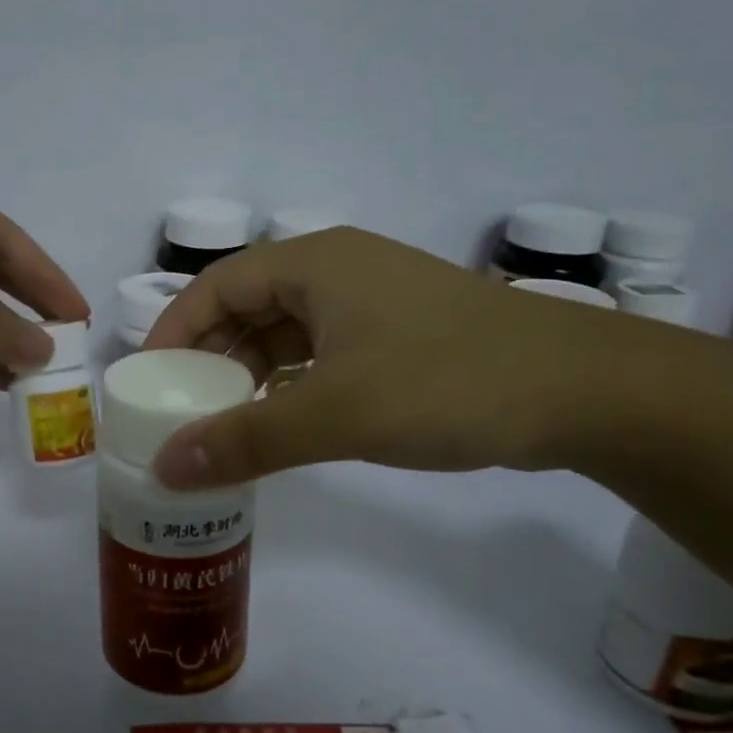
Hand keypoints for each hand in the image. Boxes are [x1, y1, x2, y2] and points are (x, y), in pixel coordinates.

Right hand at [143, 227, 630, 486]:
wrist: (585, 391)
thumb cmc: (448, 382)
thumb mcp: (336, 414)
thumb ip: (246, 440)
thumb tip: (164, 468)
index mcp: (313, 264)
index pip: (216, 286)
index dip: (173, 330)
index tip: (147, 381)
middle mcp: (336, 272)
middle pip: (247, 308)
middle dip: (209, 359)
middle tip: (181, 412)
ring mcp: (371, 304)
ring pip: (285, 334)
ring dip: (250, 376)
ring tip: (223, 425)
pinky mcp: (397, 336)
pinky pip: (321, 355)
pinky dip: (291, 385)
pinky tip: (281, 423)